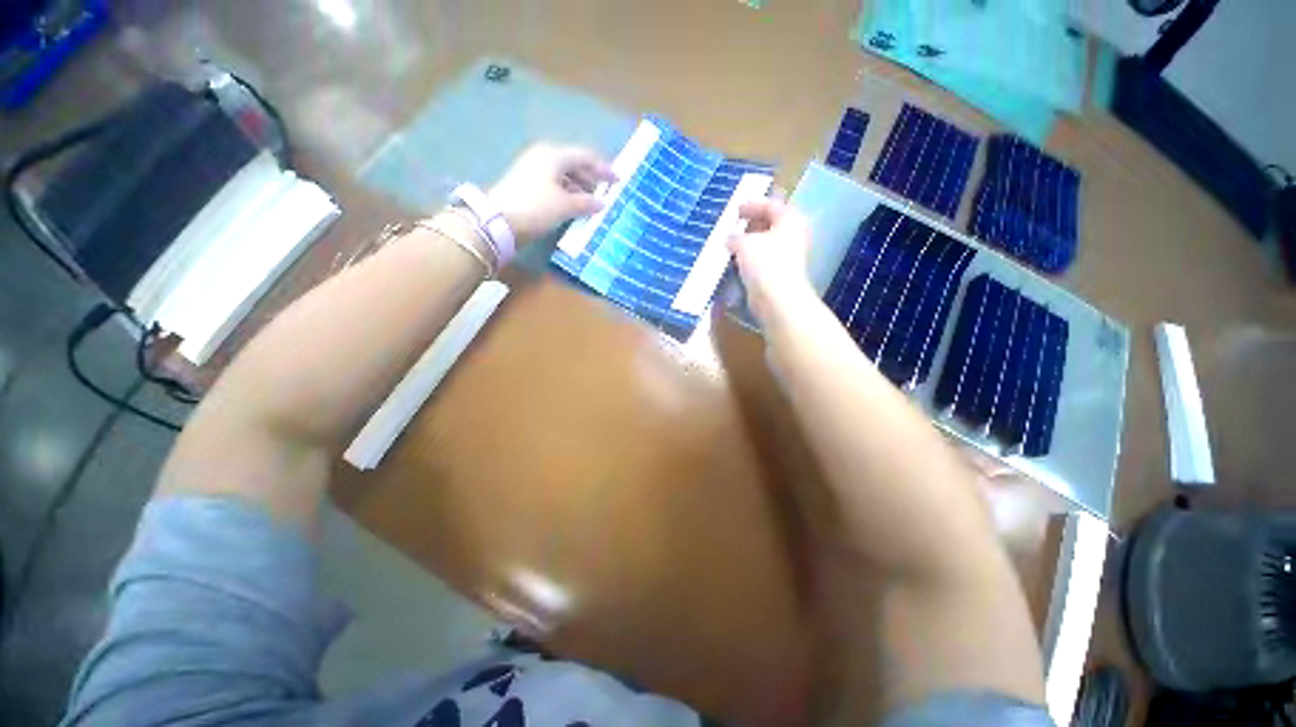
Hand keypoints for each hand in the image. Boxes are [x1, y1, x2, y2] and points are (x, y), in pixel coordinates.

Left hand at [487, 143, 616, 243]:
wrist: (499, 221)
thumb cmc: (536, 207)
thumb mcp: (565, 205)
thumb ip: (587, 202)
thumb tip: (602, 203)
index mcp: (554, 155)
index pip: (585, 157)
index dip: (604, 168)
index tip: (618, 181)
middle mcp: (544, 158)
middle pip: (575, 165)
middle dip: (592, 179)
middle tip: (607, 193)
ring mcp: (534, 172)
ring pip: (565, 177)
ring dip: (581, 189)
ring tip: (595, 203)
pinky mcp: (528, 187)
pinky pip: (556, 186)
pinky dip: (569, 195)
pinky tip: (577, 207)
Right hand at [729, 198, 815, 325]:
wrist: (777, 298)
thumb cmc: (764, 263)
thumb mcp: (744, 243)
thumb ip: (735, 237)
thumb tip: (730, 238)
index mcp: (790, 219)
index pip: (771, 205)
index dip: (753, 205)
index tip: (736, 209)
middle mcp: (794, 235)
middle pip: (772, 224)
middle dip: (752, 224)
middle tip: (734, 225)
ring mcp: (789, 256)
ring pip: (767, 243)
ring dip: (750, 243)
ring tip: (731, 244)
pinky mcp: (781, 273)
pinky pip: (764, 260)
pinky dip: (751, 258)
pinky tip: (737, 261)